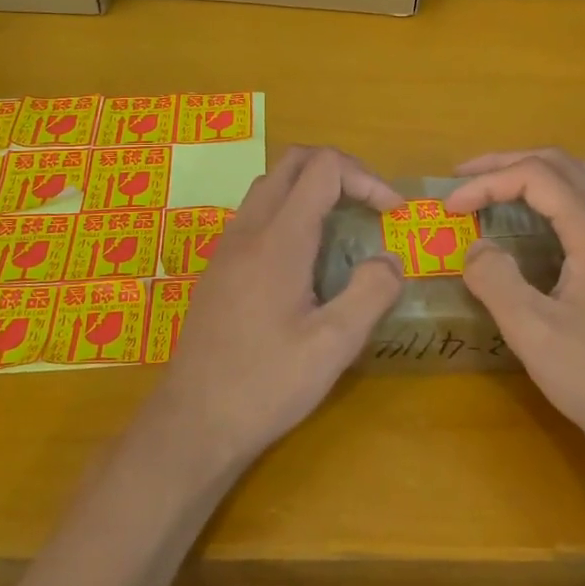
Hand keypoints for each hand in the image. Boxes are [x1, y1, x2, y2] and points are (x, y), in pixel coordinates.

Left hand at [148, 147, 405, 470]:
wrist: (192, 424)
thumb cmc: (265, 385)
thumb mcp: (333, 346)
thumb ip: (371, 293)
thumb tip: (390, 260)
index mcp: (279, 239)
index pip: (324, 168)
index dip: (366, 179)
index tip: (392, 214)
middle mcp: (249, 230)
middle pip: (293, 162)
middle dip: (340, 170)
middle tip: (370, 206)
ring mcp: (228, 247)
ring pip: (271, 185)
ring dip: (312, 189)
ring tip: (344, 228)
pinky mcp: (219, 268)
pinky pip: (257, 214)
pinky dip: (290, 212)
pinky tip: (307, 260)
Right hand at [445, 149, 584, 474]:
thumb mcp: (533, 331)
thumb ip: (495, 279)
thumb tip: (474, 247)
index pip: (536, 177)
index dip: (488, 183)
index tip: (450, 207)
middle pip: (561, 165)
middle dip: (508, 163)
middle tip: (464, 178)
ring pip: (579, 181)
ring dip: (533, 175)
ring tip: (493, 189)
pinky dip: (551, 199)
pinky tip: (531, 224)